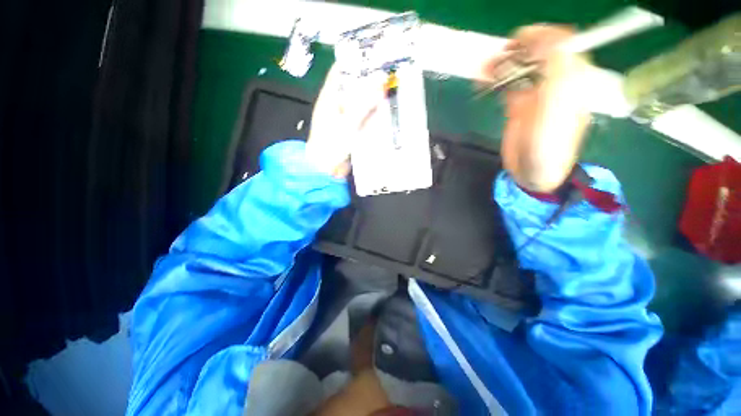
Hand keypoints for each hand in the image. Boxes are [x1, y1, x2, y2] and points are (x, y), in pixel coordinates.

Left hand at [306, 65, 384, 177]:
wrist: (326, 169)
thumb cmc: (331, 144)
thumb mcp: (348, 122)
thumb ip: (364, 103)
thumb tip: (380, 80)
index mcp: (330, 97)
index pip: (341, 71)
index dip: (355, 62)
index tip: (374, 56)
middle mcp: (337, 104)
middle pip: (354, 86)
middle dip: (369, 81)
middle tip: (389, 75)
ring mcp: (345, 118)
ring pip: (360, 102)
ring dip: (373, 98)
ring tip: (390, 90)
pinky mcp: (351, 130)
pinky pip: (363, 117)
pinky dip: (373, 114)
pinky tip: (384, 111)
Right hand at [483, 25, 592, 191]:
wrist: (533, 171)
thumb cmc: (549, 144)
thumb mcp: (557, 107)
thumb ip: (557, 71)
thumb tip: (546, 39)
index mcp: (571, 78)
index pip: (561, 42)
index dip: (540, 36)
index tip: (517, 42)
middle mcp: (554, 80)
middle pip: (537, 51)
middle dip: (516, 49)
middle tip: (497, 57)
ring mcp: (534, 92)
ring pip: (519, 66)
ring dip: (502, 63)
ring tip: (485, 69)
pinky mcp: (518, 105)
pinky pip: (507, 83)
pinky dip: (494, 78)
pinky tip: (483, 80)